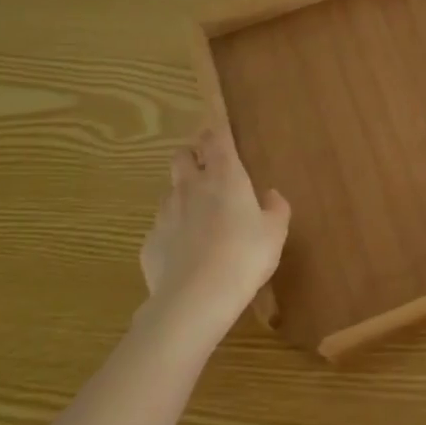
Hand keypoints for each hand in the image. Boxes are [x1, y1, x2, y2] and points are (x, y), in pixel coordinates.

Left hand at [139, 126, 289, 334]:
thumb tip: (271, 195)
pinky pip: (161, 229)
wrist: (194, 300)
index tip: (218, 125)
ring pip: (170, 192)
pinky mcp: (149, 242)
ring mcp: (165, 213)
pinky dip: (172, 234)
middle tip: (207, 170)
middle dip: (192, 156)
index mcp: (225, 176)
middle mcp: (191, 186)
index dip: (217, 128)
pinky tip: (185, 255)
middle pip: (182, 155)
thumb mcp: (275, 233)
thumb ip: (276, 209)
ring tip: (199, 220)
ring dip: (183, 196)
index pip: (216, 138)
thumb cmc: (244, 256)